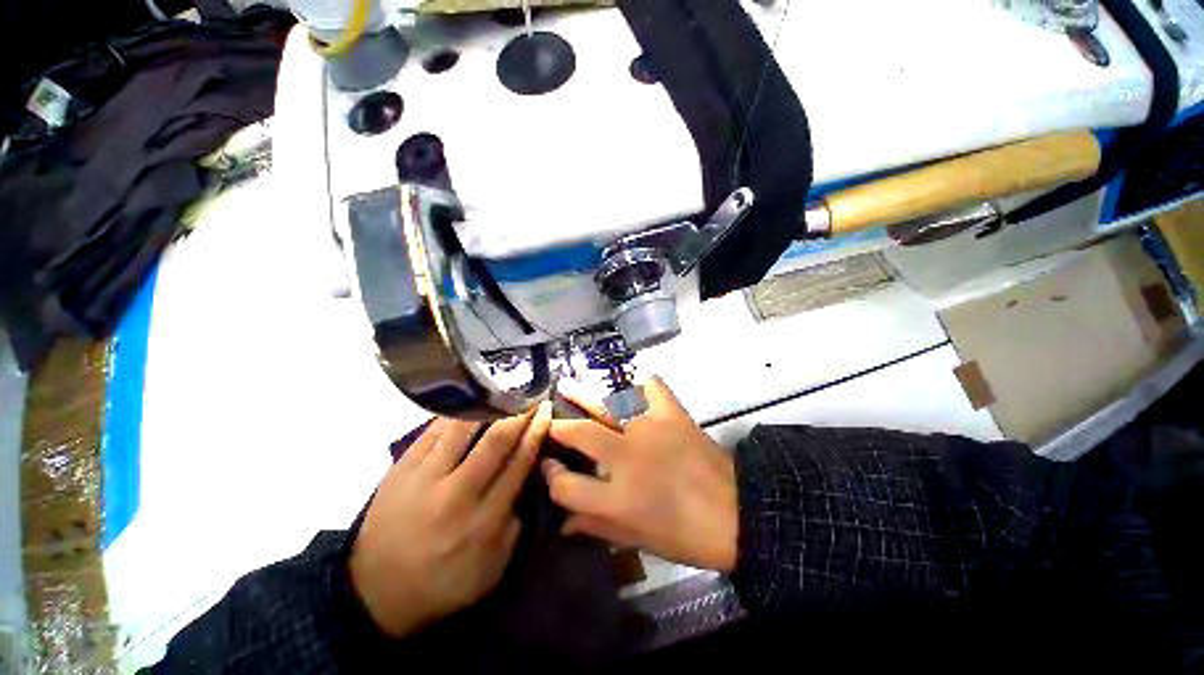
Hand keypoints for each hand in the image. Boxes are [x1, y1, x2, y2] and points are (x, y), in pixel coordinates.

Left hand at [349, 402, 551, 636]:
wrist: (374, 593)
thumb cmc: (442, 582)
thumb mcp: (492, 568)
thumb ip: (515, 522)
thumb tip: (528, 478)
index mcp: (483, 520)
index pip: (518, 463)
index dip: (536, 433)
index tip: (547, 411)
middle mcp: (456, 493)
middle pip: (495, 441)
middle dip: (519, 413)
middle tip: (532, 394)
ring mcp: (424, 478)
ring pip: (462, 428)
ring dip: (489, 406)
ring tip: (503, 390)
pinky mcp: (400, 469)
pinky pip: (432, 431)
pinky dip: (455, 414)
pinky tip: (469, 402)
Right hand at [542, 378, 737, 571]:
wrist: (737, 513)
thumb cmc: (685, 535)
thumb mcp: (637, 540)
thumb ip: (596, 526)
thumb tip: (562, 522)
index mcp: (618, 497)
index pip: (566, 486)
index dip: (551, 478)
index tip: (548, 468)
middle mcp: (627, 457)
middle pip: (580, 433)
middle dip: (559, 427)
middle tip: (550, 420)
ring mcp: (650, 430)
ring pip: (608, 404)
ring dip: (584, 393)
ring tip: (566, 384)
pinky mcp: (673, 414)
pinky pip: (652, 387)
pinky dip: (641, 384)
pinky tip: (631, 387)